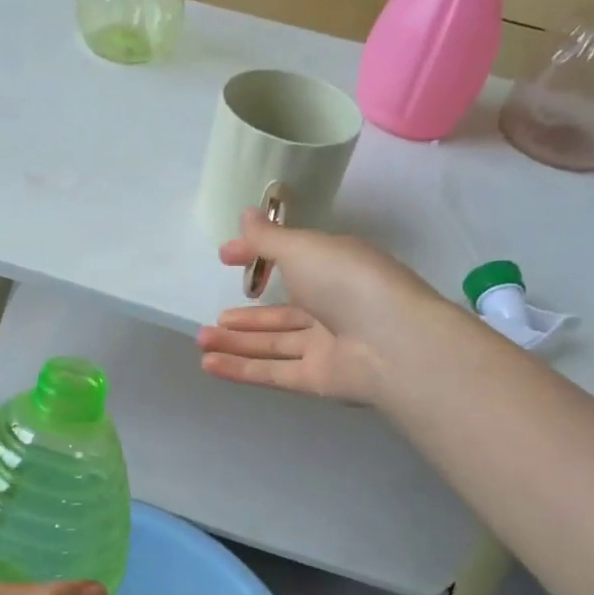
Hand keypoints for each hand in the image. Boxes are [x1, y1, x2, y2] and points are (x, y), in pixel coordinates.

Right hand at [197, 210, 445, 404]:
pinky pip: (274, 371)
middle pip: (282, 312)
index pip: (290, 260)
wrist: (393, 343)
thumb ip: (268, 238)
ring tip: (201, 339)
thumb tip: (245, 215)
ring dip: (237, 342)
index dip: (257, 256)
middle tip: (214, 316)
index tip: (224, 256)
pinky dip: (241, 369)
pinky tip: (209, 365)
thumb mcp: (302, 248)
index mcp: (334, 268)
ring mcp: (327, 346)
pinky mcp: (319, 380)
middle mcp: (332, 306)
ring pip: (274, 344)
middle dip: (246, 314)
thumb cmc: (347, 281)